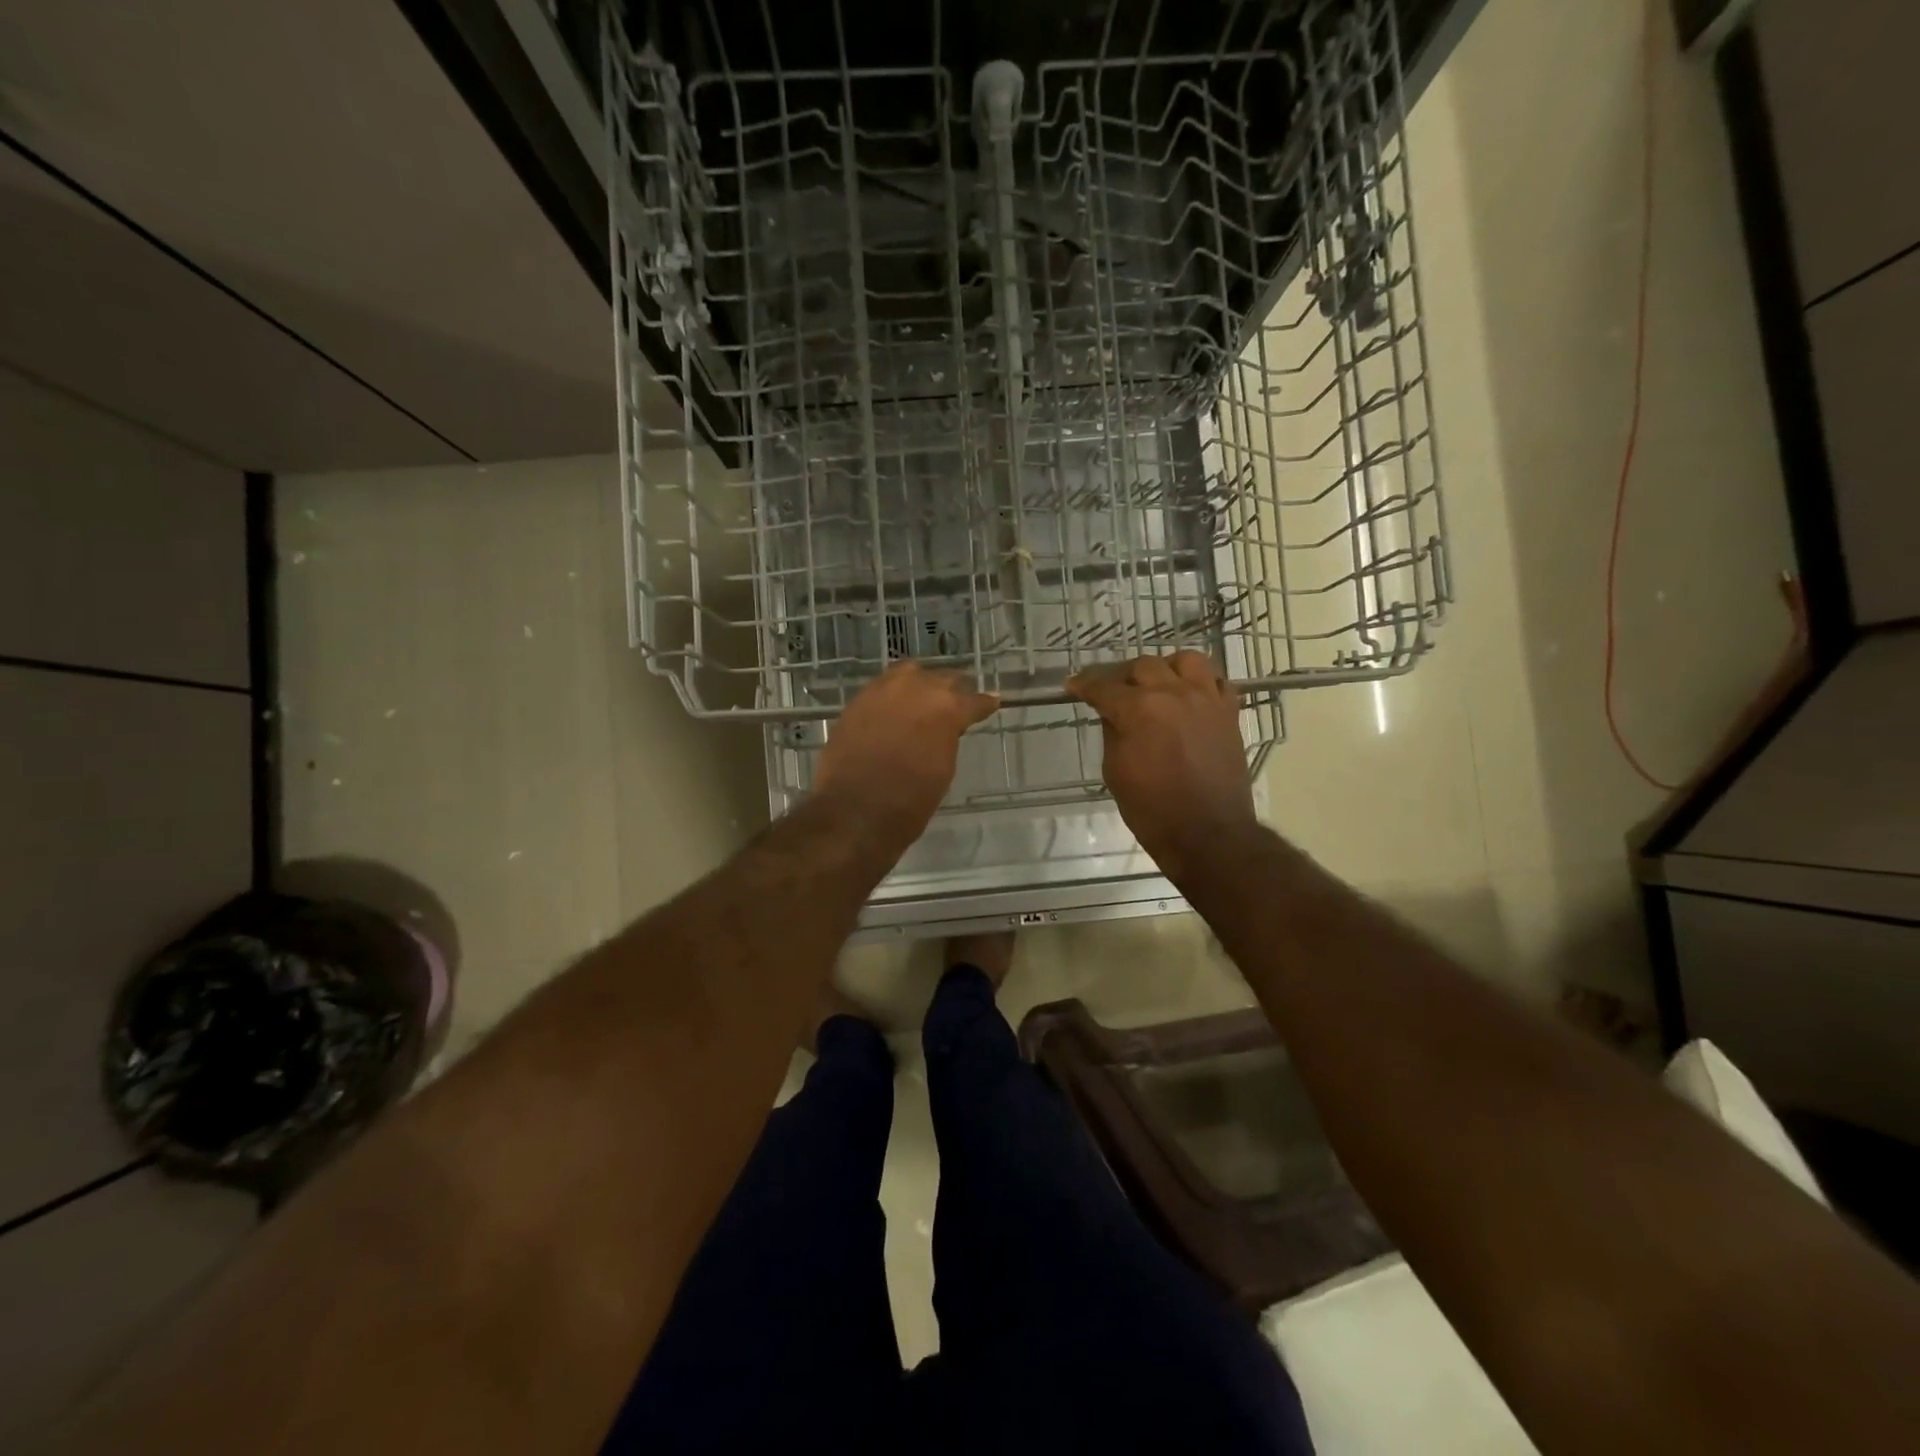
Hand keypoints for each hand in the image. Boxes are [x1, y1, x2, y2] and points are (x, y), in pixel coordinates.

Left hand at [814, 663, 998, 843]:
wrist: (854, 811)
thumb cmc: (909, 801)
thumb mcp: (943, 770)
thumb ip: (947, 739)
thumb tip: (946, 729)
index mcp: (947, 708)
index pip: (974, 700)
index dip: (984, 703)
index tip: (991, 702)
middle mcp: (917, 688)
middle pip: (943, 679)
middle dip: (953, 690)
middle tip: (958, 700)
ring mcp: (883, 690)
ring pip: (910, 673)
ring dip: (920, 684)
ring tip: (923, 697)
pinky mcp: (857, 700)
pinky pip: (882, 687)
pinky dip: (893, 694)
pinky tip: (895, 706)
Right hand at [1067, 652, 1258, 883]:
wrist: (1208, 834)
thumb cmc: (1152, 810)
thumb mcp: (1115, 771)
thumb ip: (1113, 733)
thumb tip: (1114, 714)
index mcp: (1139, 709)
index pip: (1104, 687)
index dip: (1085, 685)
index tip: (1074, 685)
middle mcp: (1174, 694)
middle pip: (1144, 665)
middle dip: (1122, 676)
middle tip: (1112, 691)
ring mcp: (1206, 700)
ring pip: (1186, 661)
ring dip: (1166, 668)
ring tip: (1157, 684)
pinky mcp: (1229, 714)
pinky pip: (1217, 682)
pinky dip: (1201, 683)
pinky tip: (1190, 697)